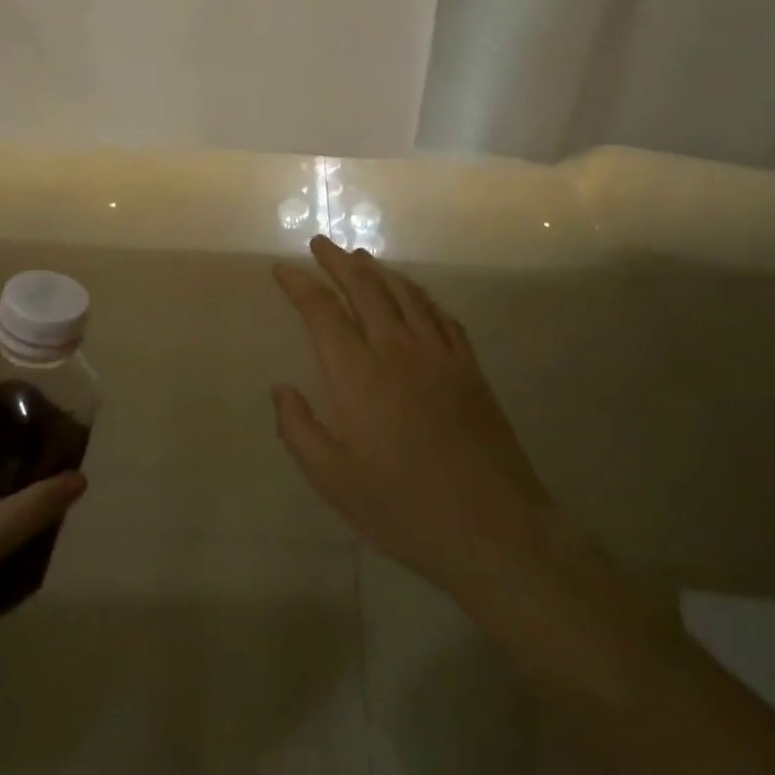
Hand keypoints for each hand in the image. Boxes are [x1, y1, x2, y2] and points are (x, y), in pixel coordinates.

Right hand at [271, 237, 556, 600]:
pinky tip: (415, 297)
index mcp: (357, 374)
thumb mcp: (333, 480)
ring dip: (379, 270)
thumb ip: (298, 429)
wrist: (494, 530)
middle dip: (338, 261)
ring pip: (405, 294)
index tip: (283, 270)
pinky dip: (421, 297)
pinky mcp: (470, 368)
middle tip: (321, 244)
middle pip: (365, 288)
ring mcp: (439, 355)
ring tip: (361, 258)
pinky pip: (441, 316)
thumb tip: (281, 388)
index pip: (322, 311)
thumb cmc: (403, 508)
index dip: (299, 285)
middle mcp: (397, 350)